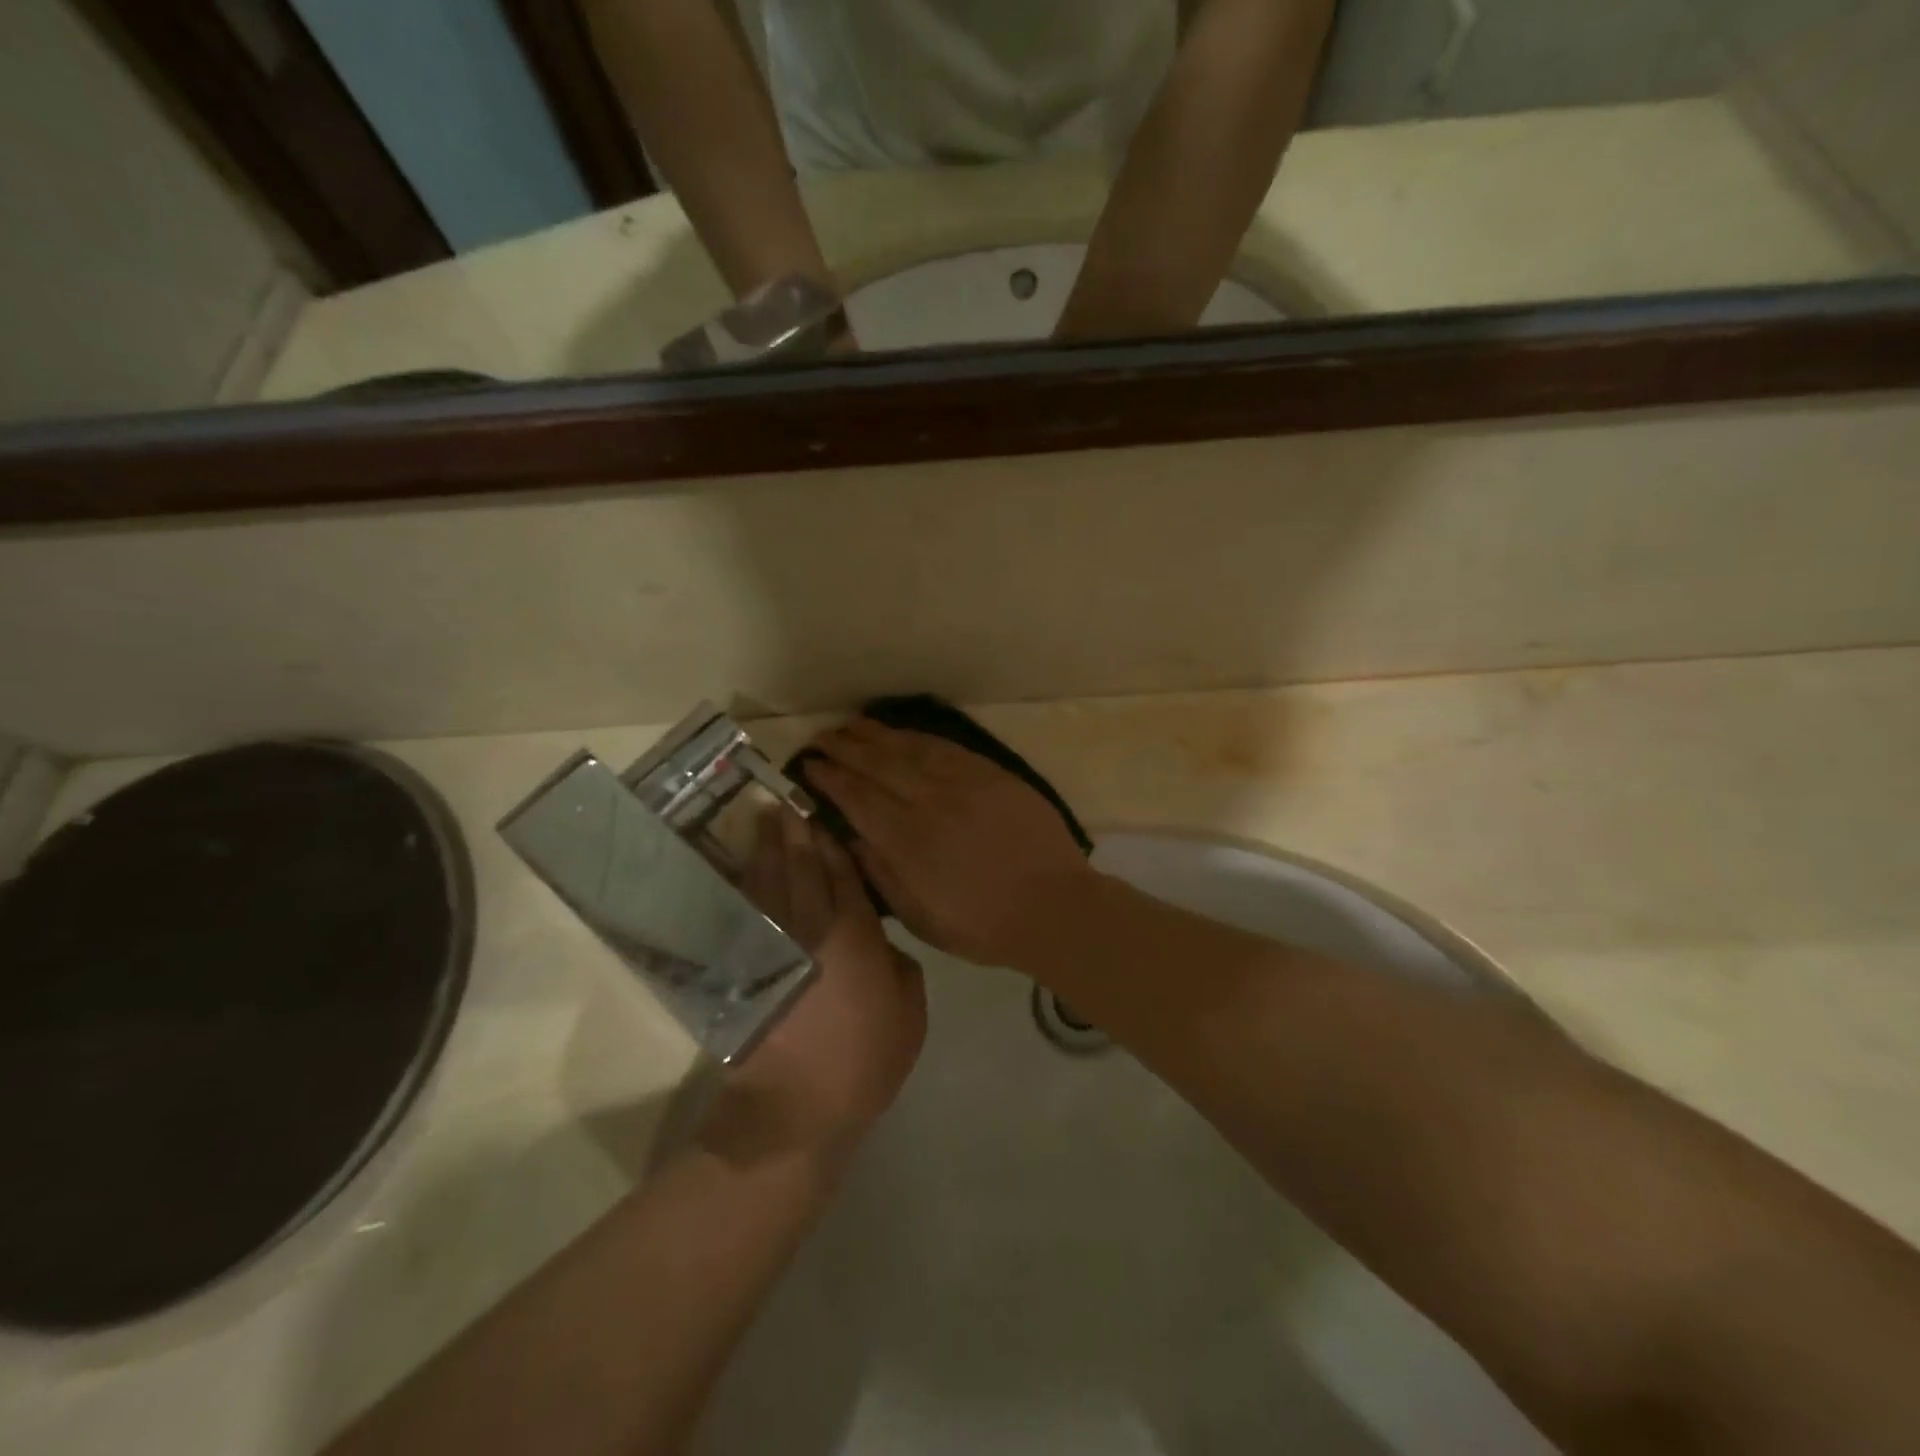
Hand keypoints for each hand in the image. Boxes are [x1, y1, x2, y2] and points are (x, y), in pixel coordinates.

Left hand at [701, 809, 925, 1170]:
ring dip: (766, 849)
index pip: (843, 875)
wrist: (795, 1108)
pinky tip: (744, 869)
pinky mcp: (747, 967)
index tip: (824, 817)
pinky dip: (743, 886)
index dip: (833, 844)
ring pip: (768, 884)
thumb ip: (902, 967)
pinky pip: (745, 914)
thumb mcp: (910, 1014)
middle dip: (795, 833)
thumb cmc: (864, 1061)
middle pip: (801, 868)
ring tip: (764, 820)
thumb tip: (883, 942)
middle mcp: (810, 928)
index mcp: (855, 935)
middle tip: (787, 801)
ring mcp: (773, 946)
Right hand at [805, 719, 1097, 966]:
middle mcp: (929, 802)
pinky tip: (902, 732)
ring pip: (909, 749)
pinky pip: (945, 747)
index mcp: (907, 841)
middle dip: (844, 748)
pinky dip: (917, 737)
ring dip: (875, 735)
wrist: (1053, 906)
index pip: (857, 798)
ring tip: (851, 724)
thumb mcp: (920, 917)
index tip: (808, 765)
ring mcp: (962, 783)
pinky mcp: (990, 774)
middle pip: (877, 765)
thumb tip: (850, 836)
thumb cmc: (982, 924)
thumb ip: (881, 874)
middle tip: (820, 737)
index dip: (830, 778)